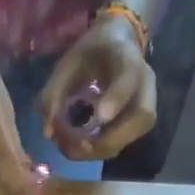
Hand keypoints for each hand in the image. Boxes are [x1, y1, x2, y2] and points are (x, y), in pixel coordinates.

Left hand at [36, 13, 156, 160]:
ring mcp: (146, 103)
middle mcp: (145, 83)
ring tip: (75, 149)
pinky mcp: (138, 121)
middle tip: (79, 145)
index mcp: (127, 57)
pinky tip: (81, 148)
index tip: (99, 117)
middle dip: (109, 138)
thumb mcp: (68, 64)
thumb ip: (54, 94)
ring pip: (135, 134)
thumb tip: (48, 132)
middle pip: (142, 117)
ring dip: (103, 149)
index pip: (129, 76)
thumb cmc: (91, 54)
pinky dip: (102, 150)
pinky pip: (126, 141)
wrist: (117, 45)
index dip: (117, 98)